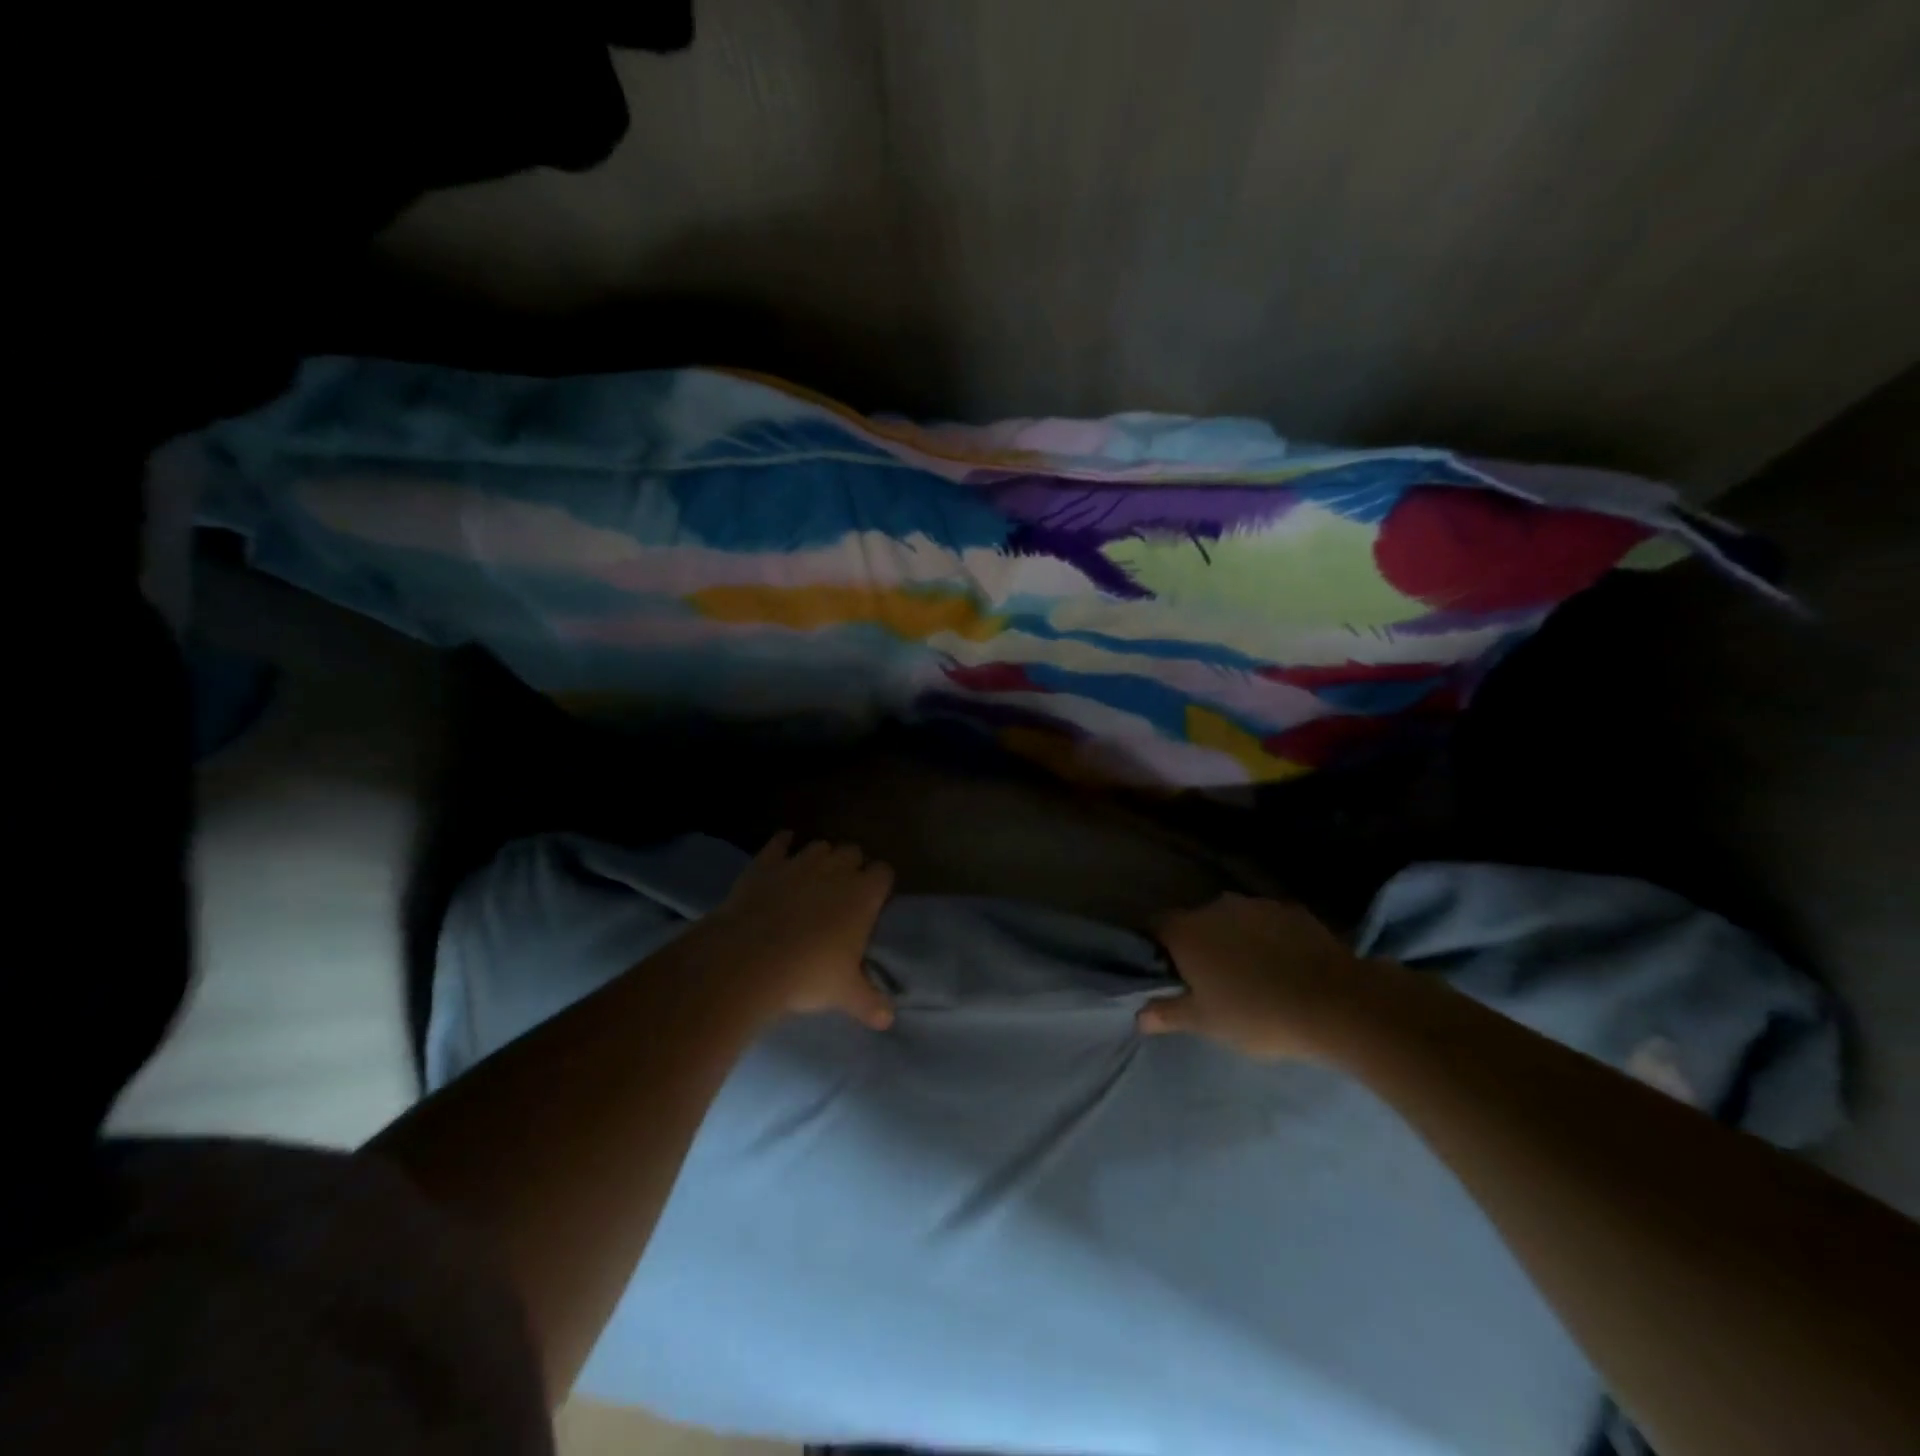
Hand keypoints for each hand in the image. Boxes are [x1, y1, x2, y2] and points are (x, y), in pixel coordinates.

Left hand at [697, 831, 896, 1030]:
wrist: (748, 960)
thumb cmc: (807, 975)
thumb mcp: (845, 994)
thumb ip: (870, 1003)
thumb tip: (888, 1021)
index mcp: (863, 894)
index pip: (884, 872)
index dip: (880, 884)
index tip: (875, 901)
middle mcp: (836, 870)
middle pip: (853, 852)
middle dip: (852, 866)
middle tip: (844, 892)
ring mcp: (799, 863)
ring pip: (819, 846)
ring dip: (821, 857)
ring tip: (815, 876)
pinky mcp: (766, 863)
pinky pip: (779, 843)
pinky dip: (783, 843)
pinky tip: (782, 847)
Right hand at [1141, 892, 1375, 1060]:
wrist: (1336, 1004)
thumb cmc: (1257, 1015)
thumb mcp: (1206, 1023)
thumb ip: (1168, 1014)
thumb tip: (1139, 1016)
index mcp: (1187, 931)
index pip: (1155, 926)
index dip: (1157, 947)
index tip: (1167, 973)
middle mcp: (1216, 907)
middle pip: (1195, 922)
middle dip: (1199, 945)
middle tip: (1211, 981)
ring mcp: (1257, 905)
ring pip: (1233, 920)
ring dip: (1234, 940)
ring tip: (1251, 975)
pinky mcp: (1292, 911)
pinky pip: (1268, 923)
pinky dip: (1268, 939)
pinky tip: (1284, 967)